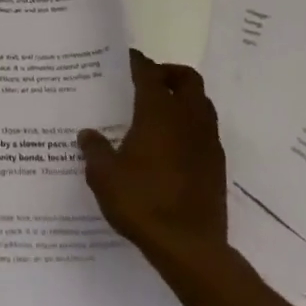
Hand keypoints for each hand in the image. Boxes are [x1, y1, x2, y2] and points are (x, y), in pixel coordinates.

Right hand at [79, 50, 227, 264]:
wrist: (189, 247)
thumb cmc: (142, 202)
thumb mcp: (104, 176)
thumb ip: (95, 150)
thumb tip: (88, 134)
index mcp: (158, 112)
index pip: (149, 73)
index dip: (137, 62)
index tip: (126, 58)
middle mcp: (187, 119)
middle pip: (187, 79)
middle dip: (169, 73)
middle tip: (148, 82)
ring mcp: (207, 142)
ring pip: (202, 103)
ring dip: (184, 99)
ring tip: (159, 112)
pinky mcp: (217, 166)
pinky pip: (206, 131)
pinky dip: (191, 126)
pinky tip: (171, 146)